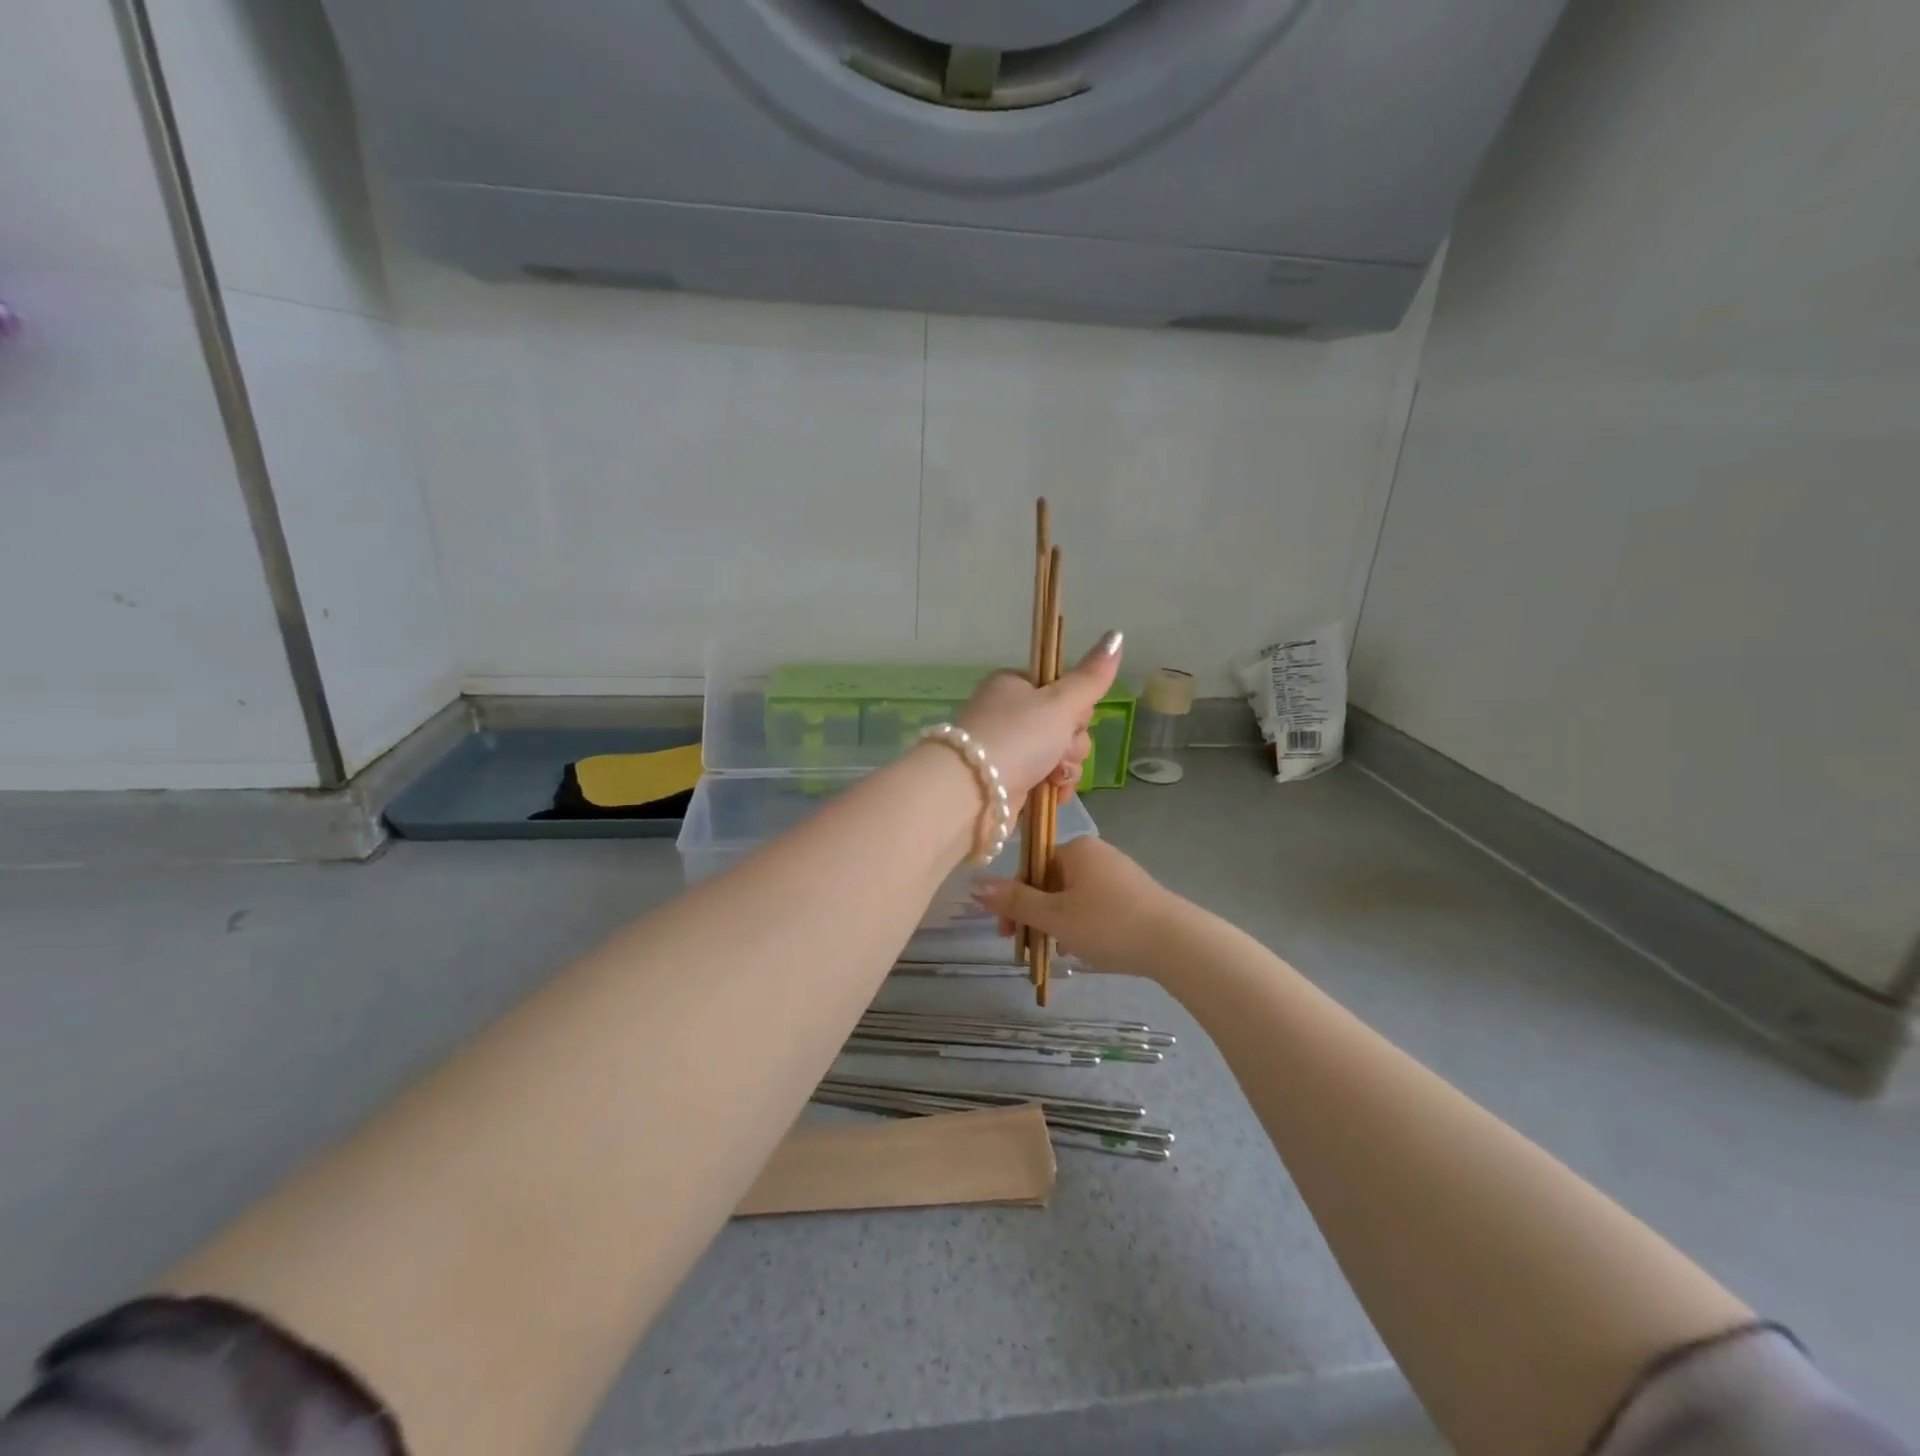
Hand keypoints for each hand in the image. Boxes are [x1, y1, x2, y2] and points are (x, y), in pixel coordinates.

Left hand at [954, 630, 1123, 802]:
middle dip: (1072, 743)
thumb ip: (1091, 676)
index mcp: (1014, 685)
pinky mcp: (1010, 780)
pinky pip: (1046, 779)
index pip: (1062, 688)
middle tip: (1060, 749)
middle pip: (1065, 724)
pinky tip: (1054, 793)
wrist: (972, 792)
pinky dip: (1055, 788)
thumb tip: (1117, 634)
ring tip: (1053, 776)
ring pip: (1059, 754)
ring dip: (1066, 767)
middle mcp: (1009, 714)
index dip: (1077, 706)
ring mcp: (1008, 749)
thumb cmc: (1017, 737)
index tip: (1073, 718)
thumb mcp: (1060, 702)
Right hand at [972, 837, 1184, 976]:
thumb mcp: (1055, 916)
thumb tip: (975, 885)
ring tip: (1059, 953)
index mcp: (1075, 849)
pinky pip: (1096, 904)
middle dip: (1036, 915)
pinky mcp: (1135, 894)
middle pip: (1050, 882)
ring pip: (1073, 896)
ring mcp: (1119, 872)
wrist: (1176, 943)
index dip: (1014, 901)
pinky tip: (1086, 949)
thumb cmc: (1108, 924)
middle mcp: (1097, 853)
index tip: (1007, 935)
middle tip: (1030, 948)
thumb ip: (1015, 901)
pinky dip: (1083, 924)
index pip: (1030, 868)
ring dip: (1058, 923)